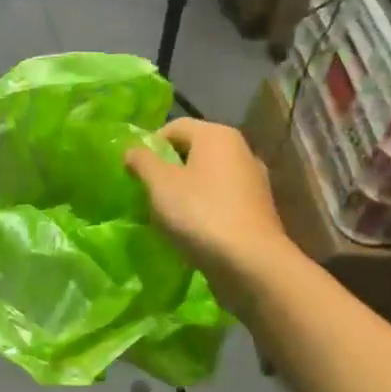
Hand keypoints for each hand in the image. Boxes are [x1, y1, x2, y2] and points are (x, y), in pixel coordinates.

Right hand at [125, 118, 290, 298]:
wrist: (252, 264)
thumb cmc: (200, 214)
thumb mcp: (159, 184)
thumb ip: (142, 160)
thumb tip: (132, 150)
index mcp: (217, 135)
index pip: (174, 127)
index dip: (149, 147)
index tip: (135, 174)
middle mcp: (240, 150)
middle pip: (192, 151)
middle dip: (166, 170)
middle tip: (148, 195)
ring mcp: (253, 181)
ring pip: (206, 177)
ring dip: (184, 192)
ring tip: (167, 216)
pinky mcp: (257, 210)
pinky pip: (221, 199)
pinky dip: (204, 209)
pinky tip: (192, 230)